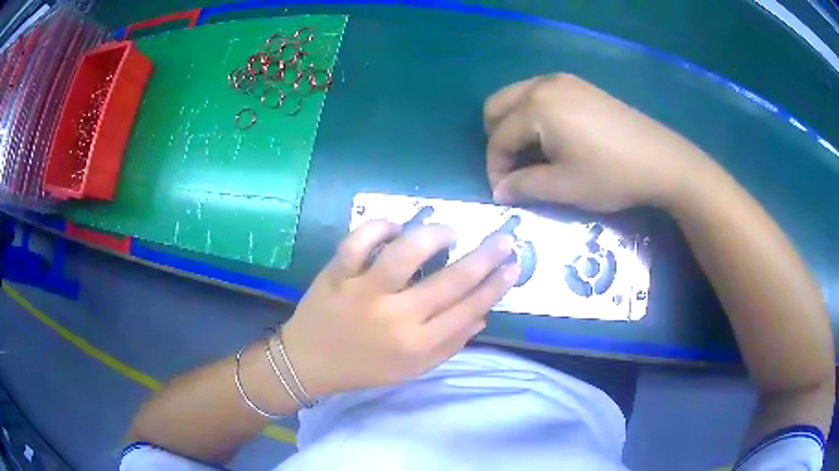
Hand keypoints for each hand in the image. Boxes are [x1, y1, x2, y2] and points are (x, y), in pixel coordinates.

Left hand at [281, 220, 518, 396]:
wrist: (308, 363)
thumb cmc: (364, 368)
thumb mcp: (411, 369)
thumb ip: (448, 345)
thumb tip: (482, 315)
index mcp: (416, 345)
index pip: (468, 310)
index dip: (495, 286)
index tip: (512, 266)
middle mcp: (394, 318)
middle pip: (450, 282)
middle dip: (485, 257)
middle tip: (504, 238)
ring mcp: (362, 293)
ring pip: (405, 254)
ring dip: (433, 236)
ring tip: (449, 232)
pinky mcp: (336, 275)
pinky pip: (358, 242)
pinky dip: (378, 227)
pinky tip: (395, 226)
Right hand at [484, 73, 713, 210]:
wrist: (661, 160)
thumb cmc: (611, 175)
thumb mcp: (564, 186)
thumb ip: (523, 187)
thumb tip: (499, 191)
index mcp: (536, 107)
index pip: (499, 137)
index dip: (496, 168)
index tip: (504, 192)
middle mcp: (543, 85)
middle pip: (497, 106)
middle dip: (498, 138)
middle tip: (515, 167)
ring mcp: (563, 80)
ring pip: (517, 96)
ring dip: (515, 124)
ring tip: (533, 152)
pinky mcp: (580, 84)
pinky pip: (539, 93)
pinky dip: (534, 113)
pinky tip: (554, 135)